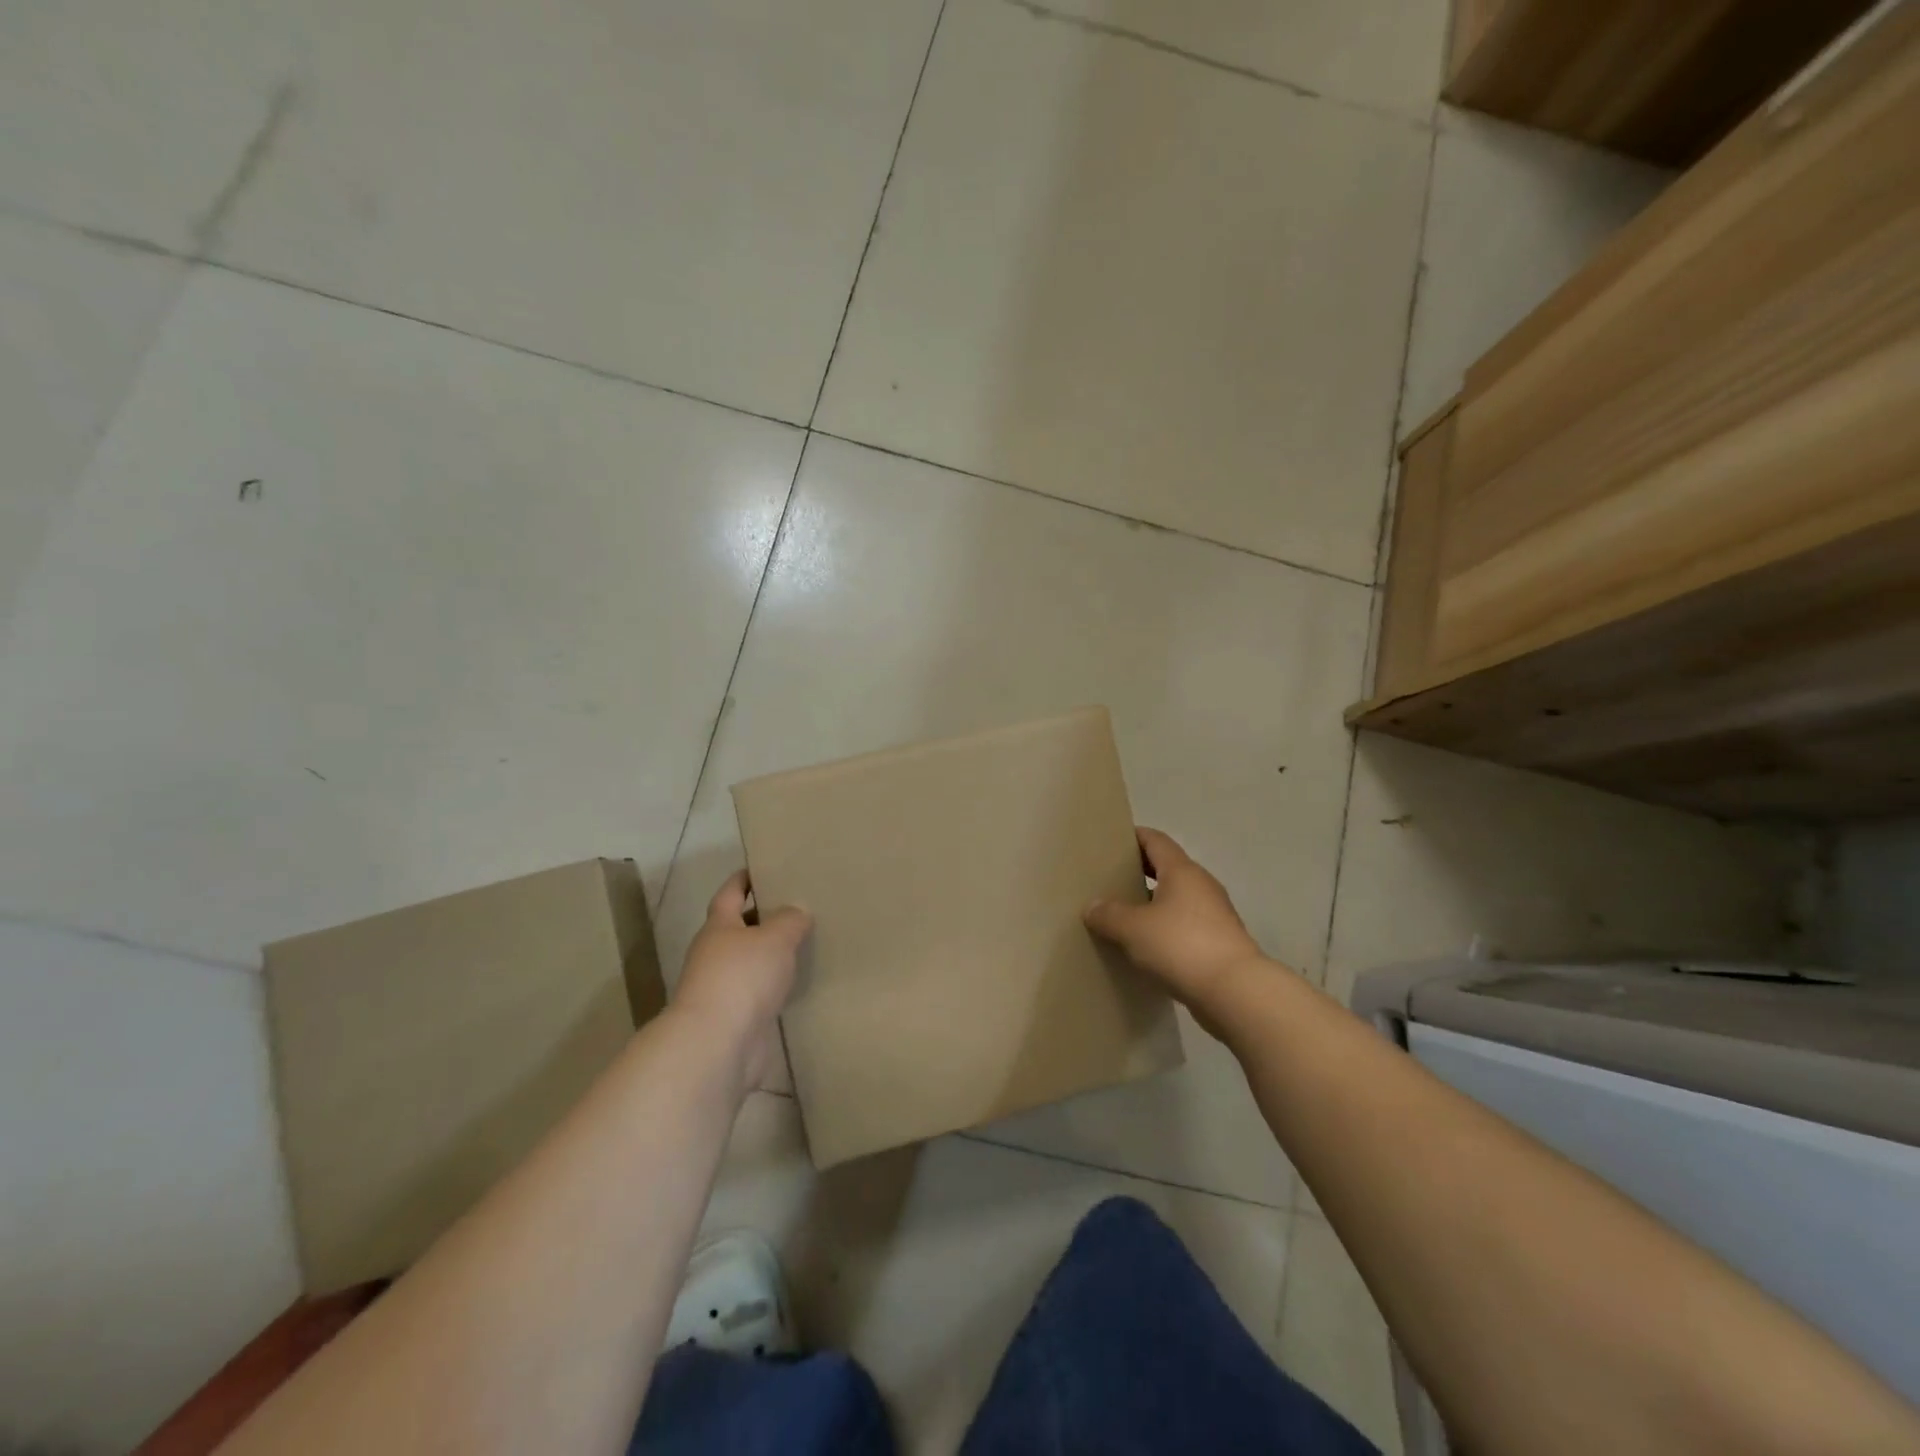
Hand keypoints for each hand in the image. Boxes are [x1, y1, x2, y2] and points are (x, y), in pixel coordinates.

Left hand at [674, 871, 811, 1091]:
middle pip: (739, 928)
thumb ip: (789, 920)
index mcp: (718, 927)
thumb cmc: (742, 977)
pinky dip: (776, 986)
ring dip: (771, 955)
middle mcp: (715, 954)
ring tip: (804, 943)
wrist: (718, 1044)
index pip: (730, 893)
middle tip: (797, 906)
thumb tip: (797, 910)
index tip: (763, 867)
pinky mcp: (737, 1018)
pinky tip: (798, 983)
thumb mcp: (774, 937)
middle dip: (763, 918)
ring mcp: (724, 989)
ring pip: (751, 962)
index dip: (744, 879)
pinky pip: (760, 993)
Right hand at [1084, 828, 1271, 1014]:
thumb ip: (1109, 915)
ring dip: (1152, 903)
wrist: (1235, 992)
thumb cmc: (1181, 946)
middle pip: (1166, 868)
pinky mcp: (1219, 942)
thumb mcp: (1133, 929)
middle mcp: (1201, 885)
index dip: (1134, 836)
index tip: (1111, 841)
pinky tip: (1145, 946)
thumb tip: (1092, 907)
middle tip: (1108, 879)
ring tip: (1122, 915)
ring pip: (1176, 899)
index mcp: (1182, 871)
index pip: (1155, 840)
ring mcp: (1214, 915)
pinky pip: (1185, 926)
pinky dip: (1165, 929)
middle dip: (1139, 871)